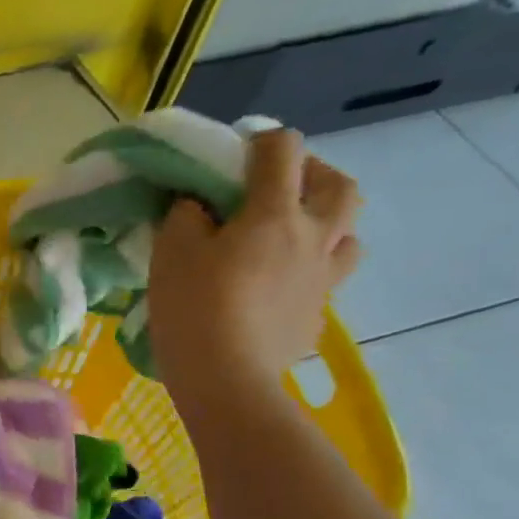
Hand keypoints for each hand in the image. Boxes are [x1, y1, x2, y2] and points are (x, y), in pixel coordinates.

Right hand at [149, 127, 361, 407]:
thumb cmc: (194, 306)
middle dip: (312, 173)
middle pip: (338, 185)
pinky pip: (326, 278)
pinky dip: (307, 270)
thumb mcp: (171, 250)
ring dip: (325, 223)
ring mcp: (323, 279)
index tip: (233, 155)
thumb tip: (198, 203)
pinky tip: (276, 287)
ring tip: (289, 236)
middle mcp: (313, 238)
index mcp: (275, 214)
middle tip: (277, 185)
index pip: (283, 149)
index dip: (260, 140)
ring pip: (348, 234)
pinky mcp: (318, 315)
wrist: (225, 378)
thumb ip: (186, 215)